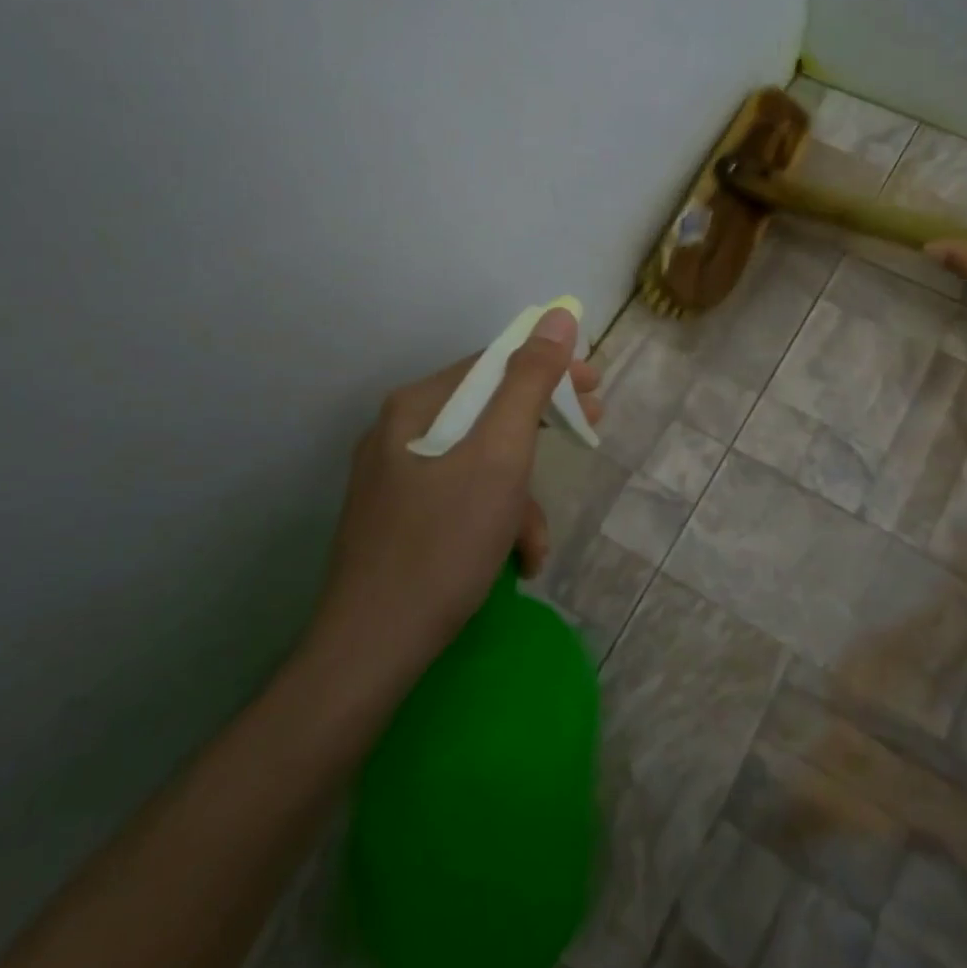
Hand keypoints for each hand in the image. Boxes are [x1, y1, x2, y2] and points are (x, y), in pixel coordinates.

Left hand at [303, 308, 603, 678]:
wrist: (370, 651)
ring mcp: (397, 479)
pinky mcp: (401, 520)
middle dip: (542, 429)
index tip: (596, 387)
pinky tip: (515, 561)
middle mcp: (401, 432)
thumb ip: (530, 382)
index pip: (494, 364)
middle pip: (488, 411)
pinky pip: (462, 498)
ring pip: (479, 463)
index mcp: (417, 407)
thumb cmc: (443, 544)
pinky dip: (494, 521)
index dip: (550, 369)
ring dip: (520, 496)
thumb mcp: (499, 456)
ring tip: (537, 544)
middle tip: (590, 432)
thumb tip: (557, 316)